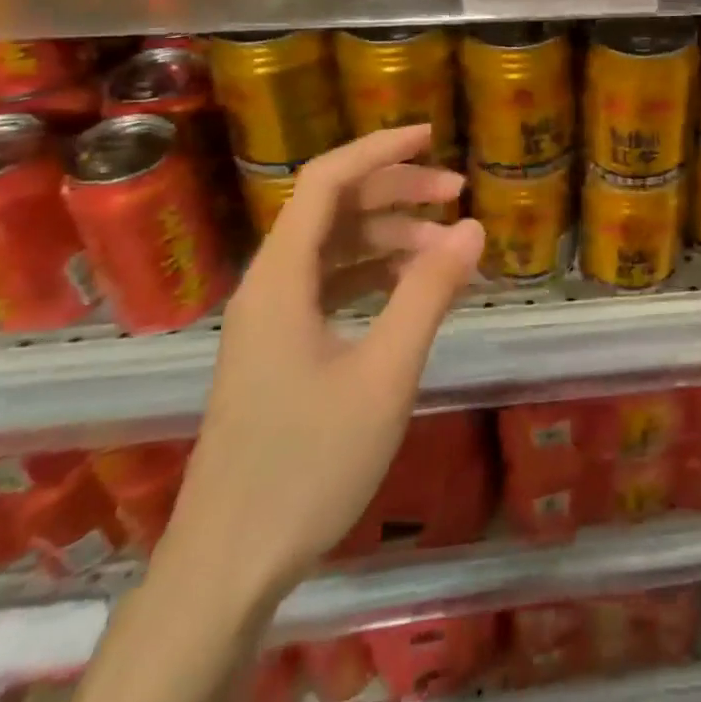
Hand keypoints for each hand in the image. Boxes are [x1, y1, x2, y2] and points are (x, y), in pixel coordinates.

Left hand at [159, 124, 483, 604]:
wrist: (227, 567)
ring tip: (447, 245)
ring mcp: (270, 319)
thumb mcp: (384, 375)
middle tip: (458, 193)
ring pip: (332, 248)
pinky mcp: (278, 349)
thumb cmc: (307, 465)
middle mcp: (269, 285)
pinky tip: (411, 287)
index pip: (327, 181)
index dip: (379, 149)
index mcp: (281, 278)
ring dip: (388, 234)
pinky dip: (373, 273)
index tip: (431, 134)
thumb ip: (428, 294)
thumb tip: (473, 228)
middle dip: (396, 190)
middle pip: (332, 208)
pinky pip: (329, 285)